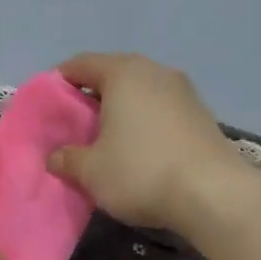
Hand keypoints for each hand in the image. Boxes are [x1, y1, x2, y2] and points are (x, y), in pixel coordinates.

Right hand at [46, 52, 248, 232]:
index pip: (81, 65)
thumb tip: (55, 157)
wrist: (214, 194)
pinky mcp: (202, 115)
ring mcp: (184, 91)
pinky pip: (161, 110)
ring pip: (140, 92)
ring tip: (106, 139)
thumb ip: (66, 159)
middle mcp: (155, 72)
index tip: (46, 105)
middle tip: (74, 125)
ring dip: (121, 110)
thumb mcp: (91, 171)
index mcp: (123, 73)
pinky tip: (139, 149)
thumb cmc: (141, 172)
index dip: (58, 82)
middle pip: (113, 75)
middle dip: (91, 97)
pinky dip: (145, 122)